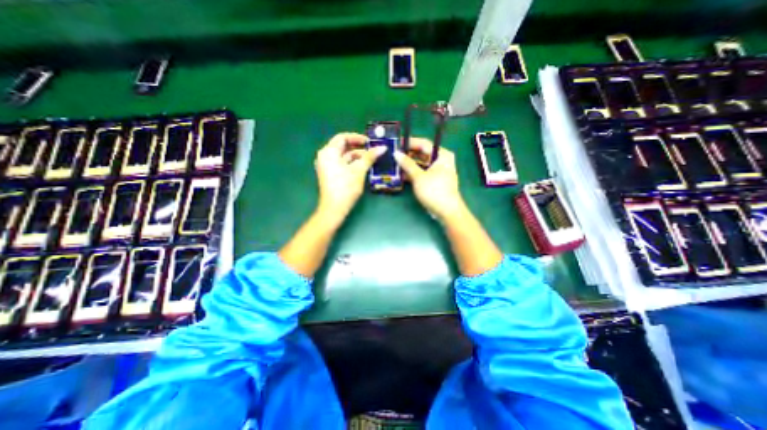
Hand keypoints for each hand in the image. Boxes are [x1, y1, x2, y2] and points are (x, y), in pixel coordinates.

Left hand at [313, 134, 382, 223]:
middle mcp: (325, 156)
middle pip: (343, 146)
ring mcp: (326, 166)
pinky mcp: (330, 174)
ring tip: (371, 159)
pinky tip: (363, 166)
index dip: (357, 138)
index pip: (343, 137)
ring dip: (357, 156)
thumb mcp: (359, 170)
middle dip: (359, 147)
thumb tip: (382, 147)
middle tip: (373, 150)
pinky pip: (341, 163)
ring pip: (343, 156)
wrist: (334, 208)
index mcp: (329, 152)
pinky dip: (352, 163)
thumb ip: (370, 157)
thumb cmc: (345, 187)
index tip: (370, 142)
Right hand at [392, 138, 463, 220]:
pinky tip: (402, 175)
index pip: (424, 144)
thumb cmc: (434, 191)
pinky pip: (423, 172)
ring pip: (422, 164)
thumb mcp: (419, 176)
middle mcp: (442, 160)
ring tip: (396, 165)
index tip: (397, 144)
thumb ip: (407, 164)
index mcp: (442, 155)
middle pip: (423, 154)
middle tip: (394, 155)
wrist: (446, 211)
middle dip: (408, 155)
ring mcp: (439, 171)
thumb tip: (396, 153)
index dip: (410, 143)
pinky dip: (414, 173)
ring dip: (410, 165)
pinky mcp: (435, 180)